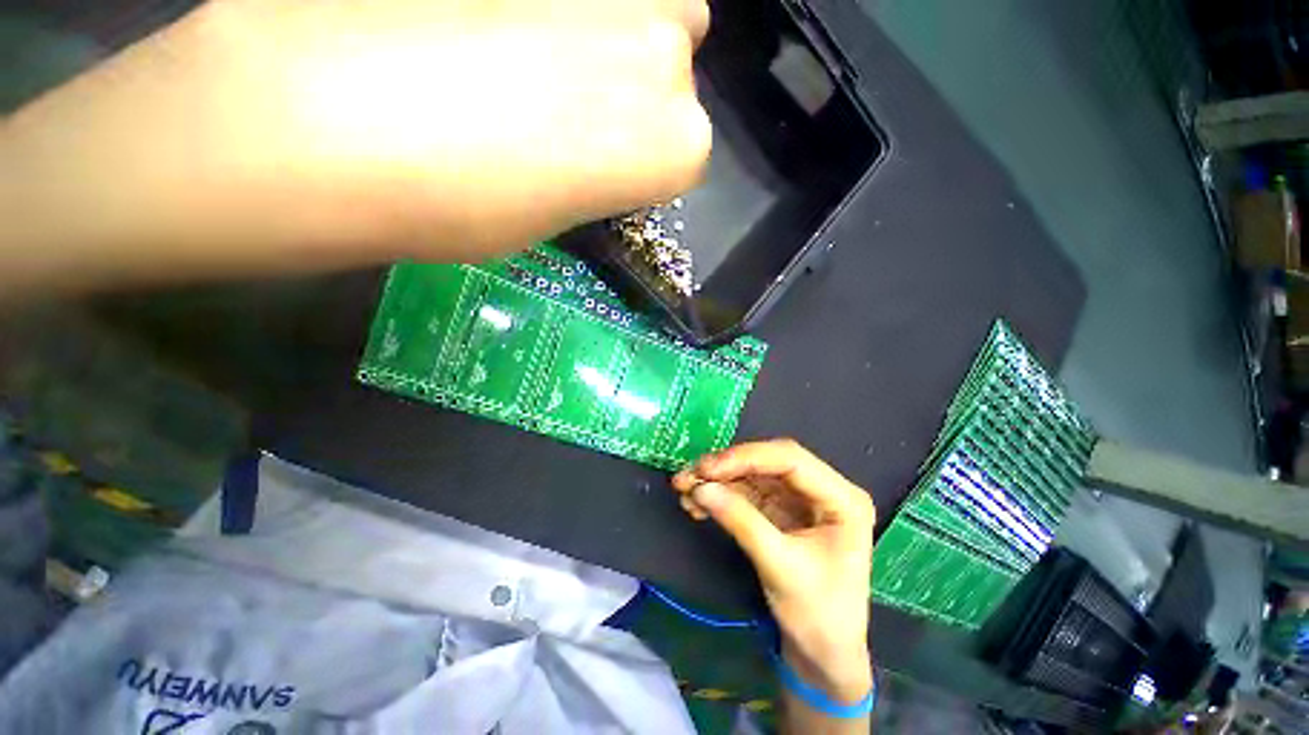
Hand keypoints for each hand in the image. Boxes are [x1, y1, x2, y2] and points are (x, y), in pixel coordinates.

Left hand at [1, 0, 709, 292]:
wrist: (317, 109)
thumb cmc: (417, 198)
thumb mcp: (517, 220)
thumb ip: (579, 170)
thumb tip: (577, 139)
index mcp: (669, 137)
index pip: (680, 144)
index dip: (620, 154)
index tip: (563, 162)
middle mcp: (663, 45)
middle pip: (672, 48)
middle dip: (624, 67)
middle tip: (538, 89)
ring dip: (585, 21)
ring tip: (494, 46)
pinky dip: (527, 3)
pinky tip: (464, 20)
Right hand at [672, 439, 875, 703]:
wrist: (825, 654)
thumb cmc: (816, 611)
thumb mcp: (779, 565)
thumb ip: (742, 522)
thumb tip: (700, 487)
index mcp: (844, 498)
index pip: (792, 461)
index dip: (745, 458)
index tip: (704, 469)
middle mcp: (830, 495)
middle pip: (775, 468)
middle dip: (729, 471)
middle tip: (685, 478)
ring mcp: (810, 511)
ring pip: (762, 485)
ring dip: (724, 486)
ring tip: (684, 492)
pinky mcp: (792, 527)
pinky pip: (758, 505)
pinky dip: (730, 504)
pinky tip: (701, 507)